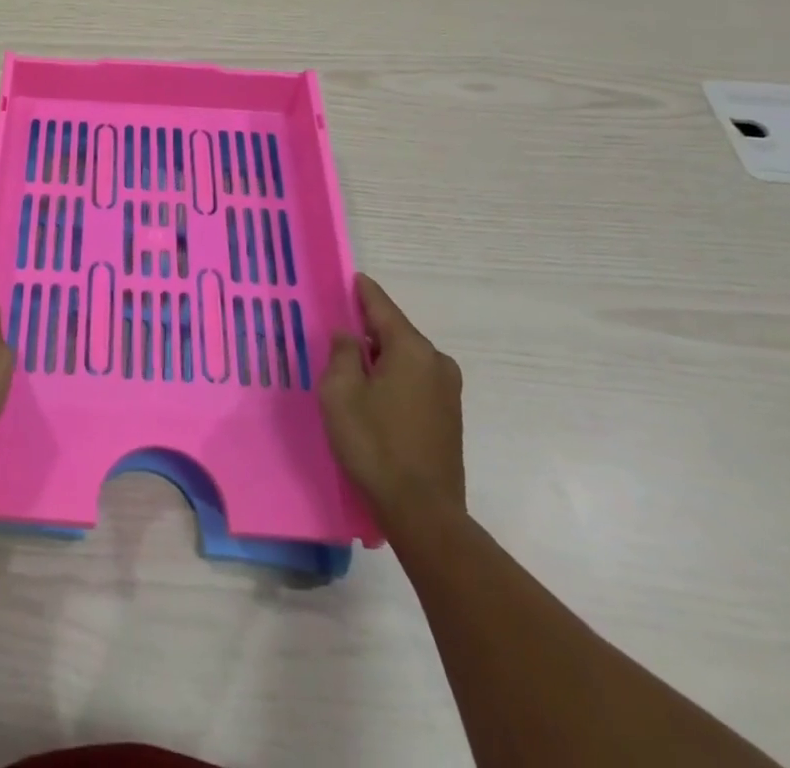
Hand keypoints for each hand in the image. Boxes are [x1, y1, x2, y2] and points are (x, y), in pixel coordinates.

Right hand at [320, 272, 464, 529]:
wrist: (422, 512)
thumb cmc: (374, 443)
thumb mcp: (340, 393)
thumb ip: (342, 354)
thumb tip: (348, 335)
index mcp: (412, 350)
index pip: (382, 307)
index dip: (363, 292)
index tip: (351, 277)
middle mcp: (437, 363)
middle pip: (396, 333)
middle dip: (369, 329)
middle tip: (340, 328)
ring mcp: (448, 392)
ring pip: (407, 359)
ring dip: (381, 357)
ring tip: (352, 364)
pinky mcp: (449, 417)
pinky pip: (415, 381)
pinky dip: (394, 378)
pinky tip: (374, 393)